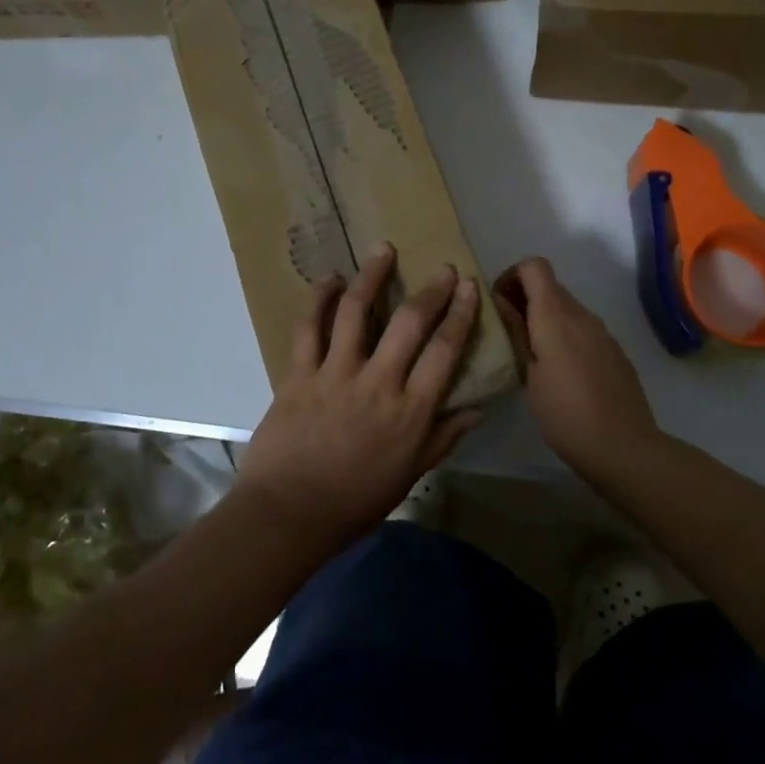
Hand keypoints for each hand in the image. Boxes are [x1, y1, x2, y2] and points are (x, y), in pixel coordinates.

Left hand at [236, 244, 481, 553]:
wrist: (288, 513)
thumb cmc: (354, 502)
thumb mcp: (408, 474)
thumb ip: (442, 438)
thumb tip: (476, 408)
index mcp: (409, 411)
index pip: (444, 352)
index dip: (459, 314)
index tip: (467, 287)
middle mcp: (377, 383)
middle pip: (409, 323)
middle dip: (430, 290)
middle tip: (441, 267)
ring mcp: (335, 373)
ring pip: (355, 311)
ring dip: (372, 276)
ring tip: (383, 250)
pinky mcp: (299, 373)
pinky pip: (308, 327)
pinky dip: (318, 299)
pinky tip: (330, 280)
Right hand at [494, 257, 662, 479]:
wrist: (624, 448)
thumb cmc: (565, 414)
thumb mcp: (528, 375)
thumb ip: (516, 333)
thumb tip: (501, 303)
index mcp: (555, 316)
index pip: (534, 266)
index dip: (511, 275)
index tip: (499, 303)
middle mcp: (581, 314)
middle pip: (550, 286)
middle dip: (524, 298)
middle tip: (508, 332)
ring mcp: (602, 332)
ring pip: (567, 308)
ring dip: (545, 318)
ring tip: (531, 354)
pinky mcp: (614, 351)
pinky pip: (583, 329)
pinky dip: (565, 335)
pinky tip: (560, 372)